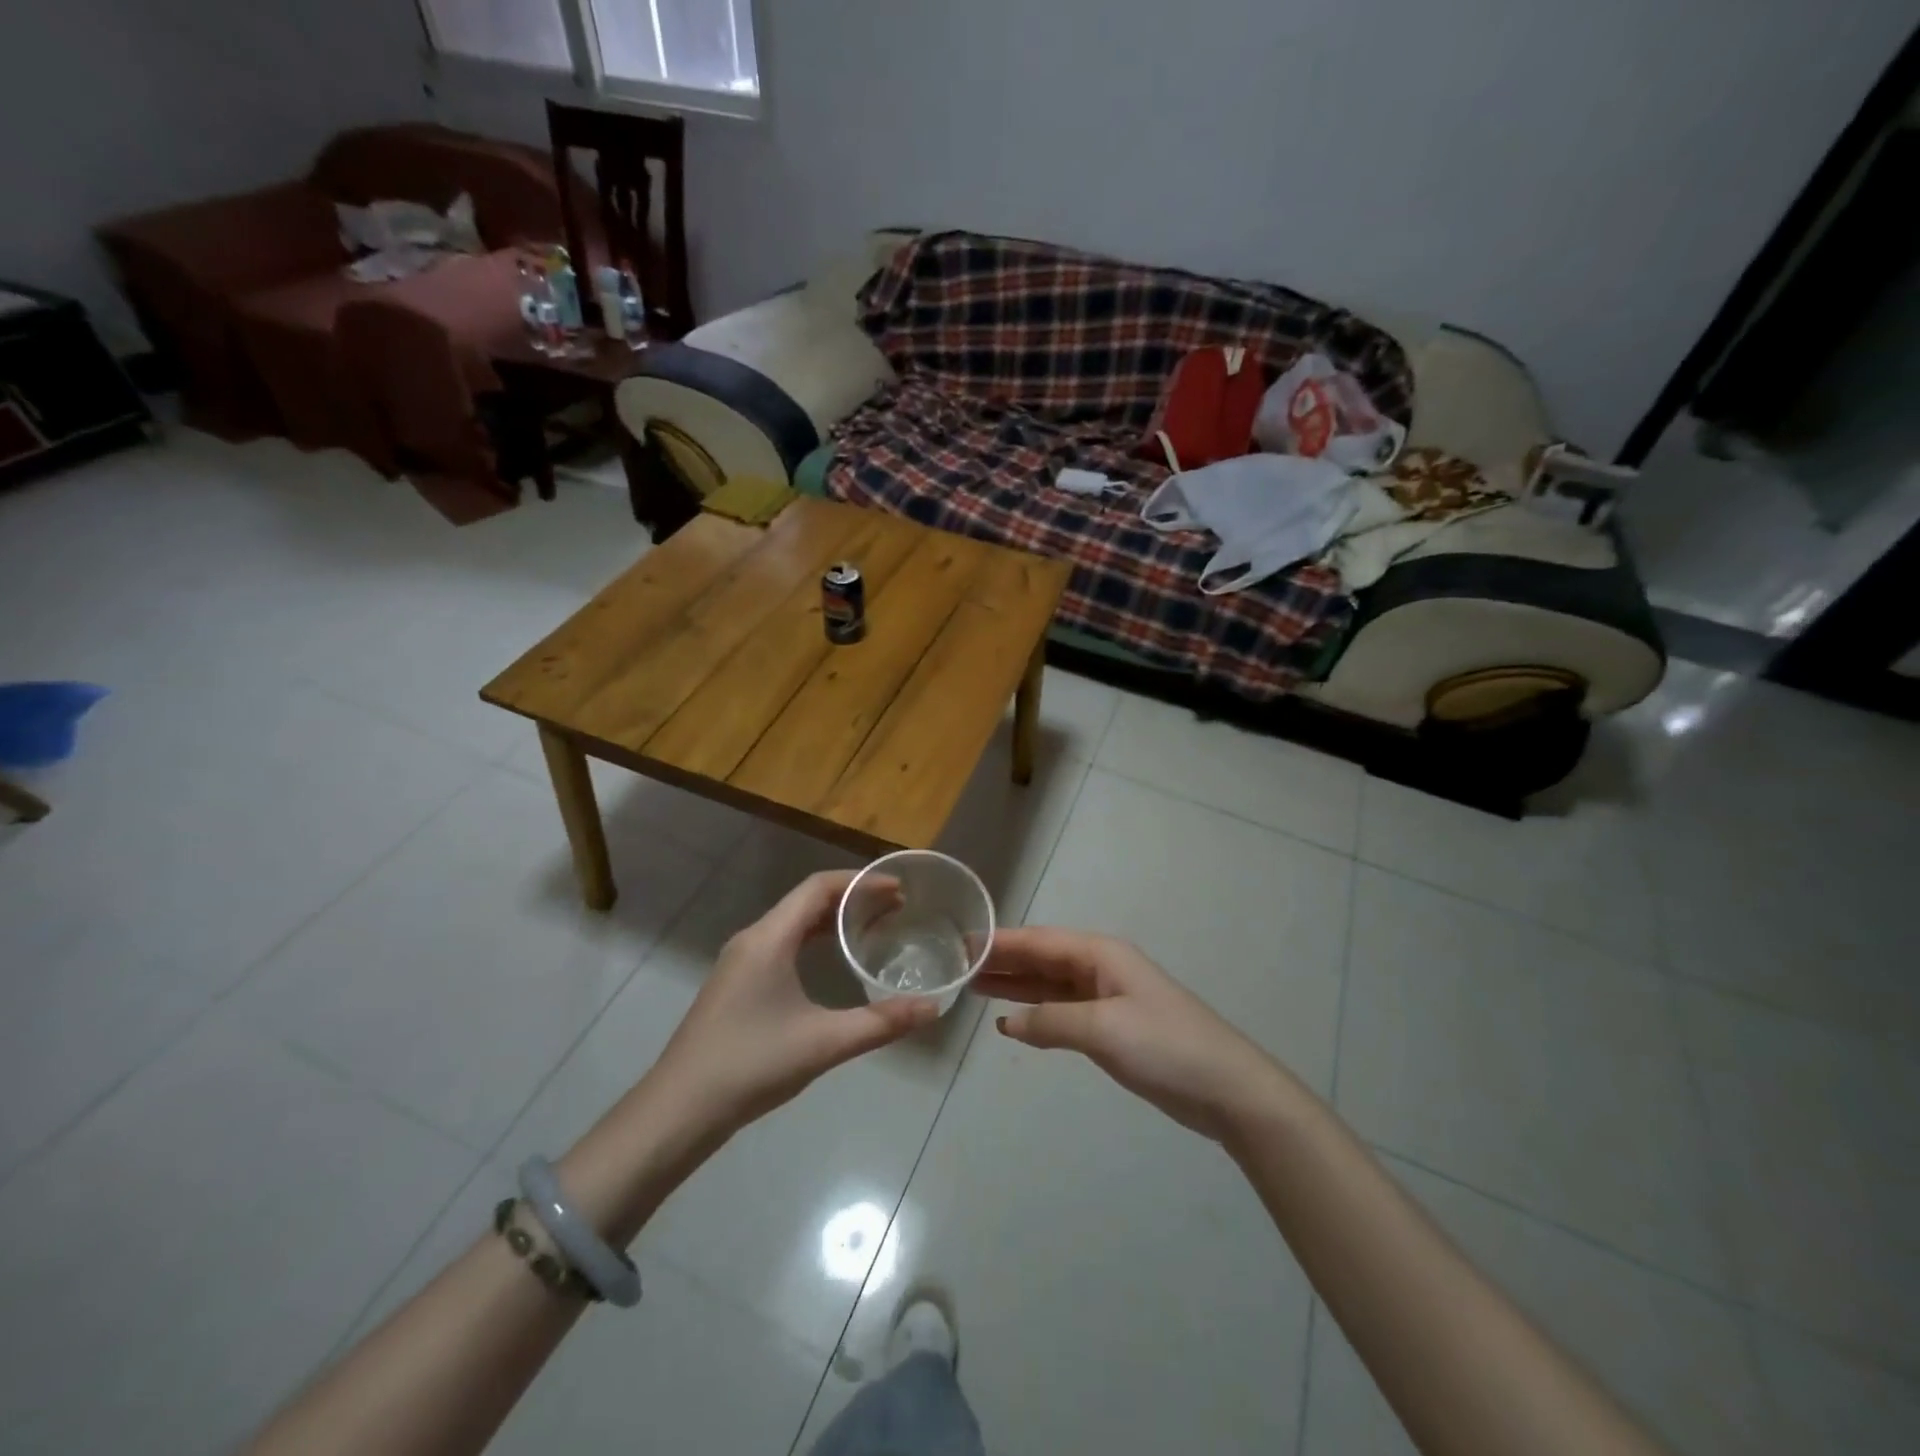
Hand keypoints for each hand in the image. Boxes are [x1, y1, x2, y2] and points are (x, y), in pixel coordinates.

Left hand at [652, 871, 937, 1134]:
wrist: (679, 1110)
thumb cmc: (751, 1065)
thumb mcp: (823, 1043)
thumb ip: (880, 1023)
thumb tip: (933, 1008)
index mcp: (769, 939)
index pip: (819, 887)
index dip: (860, 882)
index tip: (898, 889)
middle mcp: (753, 939)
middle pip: (807, 900)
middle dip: (852, 898)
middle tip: (895, 909)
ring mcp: (740, 961)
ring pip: (793, 922)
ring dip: (831, 918)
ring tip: (872, 928)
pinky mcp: (736, 983)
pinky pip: (781, 943)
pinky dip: (813, 939)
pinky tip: (831, 961)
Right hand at [978, 928, 1289, 1141]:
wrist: (1226, 1089)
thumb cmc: (1165, 1046)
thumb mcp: (1104, 1029)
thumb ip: (1051, 1022)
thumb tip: (1008, 1022)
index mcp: (1101, 954)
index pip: (1039, 942)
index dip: (1000, 942)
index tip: (960, 943)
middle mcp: (1100, 968)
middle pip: (1042, 958)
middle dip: (1002, 961)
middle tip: (956, 965)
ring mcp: (1106, 997)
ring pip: (1049, 984)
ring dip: (1014, 985)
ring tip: (972, 985)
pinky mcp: (1110, 1027)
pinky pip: (1062, 1011)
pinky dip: (1036, 1013)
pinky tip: (1010, 1020)